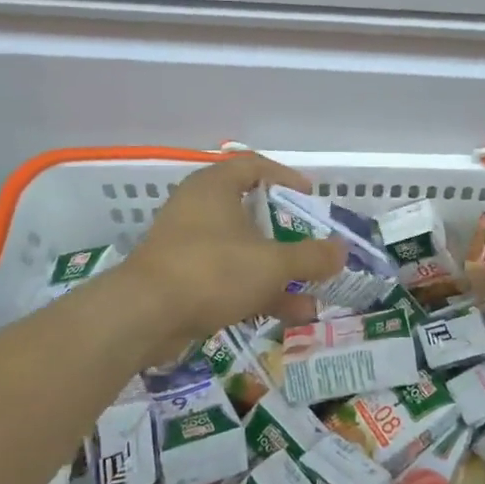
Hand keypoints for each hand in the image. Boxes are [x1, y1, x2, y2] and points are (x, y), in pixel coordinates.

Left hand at [117, 153, 345, 344]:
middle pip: (251, 213)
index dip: (286, 179)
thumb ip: (311, 257)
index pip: (254, 166)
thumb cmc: (212, 271)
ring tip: (312, 295)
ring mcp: (187, 246)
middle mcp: (198, 209)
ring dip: (277, 272)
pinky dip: (256, 291)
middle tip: (312, 248)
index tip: (310, 199)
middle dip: (287, 236)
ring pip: (242, 252)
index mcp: (215, 187)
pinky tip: (288, 314)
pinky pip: (227, 278)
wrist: (142, 317)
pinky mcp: (180, 280)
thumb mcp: (272, 263)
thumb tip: (342, 251)